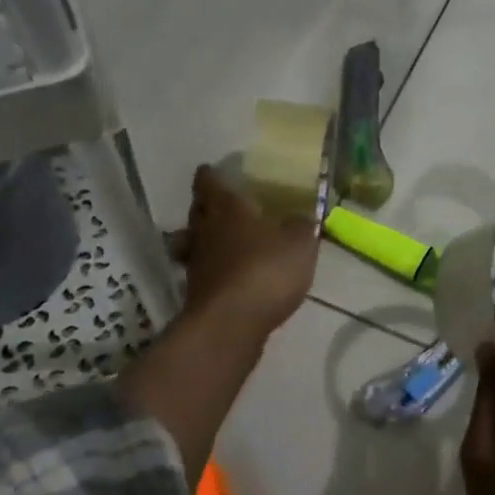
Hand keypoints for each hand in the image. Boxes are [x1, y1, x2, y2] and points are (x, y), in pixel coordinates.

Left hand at [169, 164, 318, 339]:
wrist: (231, 323)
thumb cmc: (266, 270)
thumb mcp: (299, 243)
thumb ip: (300, 225)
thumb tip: (301, 216)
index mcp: (226, 208)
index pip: (209, 182)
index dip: (211, 175)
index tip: (214, 171)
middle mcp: (204, 230)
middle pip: (198, 210)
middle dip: (207, 206)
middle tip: (224, 205)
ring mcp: (196, 263)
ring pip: (194, 241)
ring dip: (205, 239)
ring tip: (224, 242)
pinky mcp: (196, 293)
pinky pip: (203, 271)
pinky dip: (213, 270)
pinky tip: (230, 276)